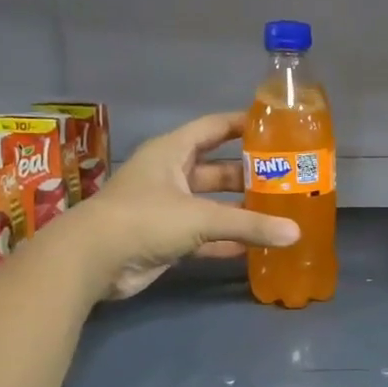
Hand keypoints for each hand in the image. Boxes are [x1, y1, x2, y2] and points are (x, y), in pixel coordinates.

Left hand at [73, 112, 298, 300]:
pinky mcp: (165, 238)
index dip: (241, 125)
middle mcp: (170, 175)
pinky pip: (204, 236)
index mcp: (172, 152)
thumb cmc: (145, 219)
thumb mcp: (201, 217)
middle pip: (217, 169)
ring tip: (279, 212)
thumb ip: (249, 225)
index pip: (213, 128)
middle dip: (248, 174)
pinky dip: (226, 240)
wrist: (92, 261)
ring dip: (240, 209)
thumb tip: (295, 234)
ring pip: (212, 204)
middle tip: (286, 178)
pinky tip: (255, 247)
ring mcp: (167, 208)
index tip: (275, 127)